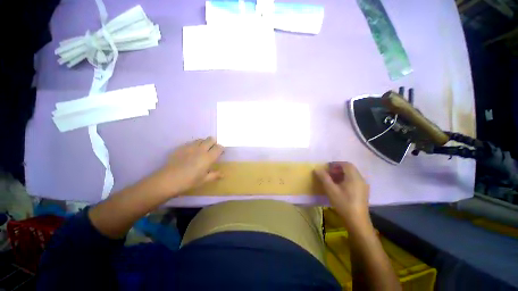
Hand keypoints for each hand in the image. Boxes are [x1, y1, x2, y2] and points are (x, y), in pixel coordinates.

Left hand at [155, 137, 223, 196]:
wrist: (168, 180)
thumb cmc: (189, 181)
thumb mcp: (204, 180)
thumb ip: (215, 175)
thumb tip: (223, 175)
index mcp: (208, 157)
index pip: (219, 147)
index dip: (221, 149)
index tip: (220, 153)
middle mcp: (201, 149)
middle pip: (210, 139)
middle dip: (213, 143)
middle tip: (212, 150)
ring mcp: (190, 147)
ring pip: (201, 139)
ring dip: (204, 143)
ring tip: (201, 150)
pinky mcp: (181, 147)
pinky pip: (191, 142)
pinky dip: (194, 145)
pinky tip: (191, 153)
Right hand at [314, 162, 369, 227]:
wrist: (357, 221)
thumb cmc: (343, 203)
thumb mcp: (331, 190)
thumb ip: (324, 177)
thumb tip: (317, 168)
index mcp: (354, 177)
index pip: (346, 164)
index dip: (336, 164)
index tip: (327, 167)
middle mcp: (361, 179)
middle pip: (349, 169)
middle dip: (338, 169)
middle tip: (328, 173)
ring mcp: (363, 186)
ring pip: (352, 175)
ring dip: (342, 174)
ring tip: (332, 180)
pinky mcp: (363, 192)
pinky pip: (354, 180)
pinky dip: (346, 180)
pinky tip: (339, 187)